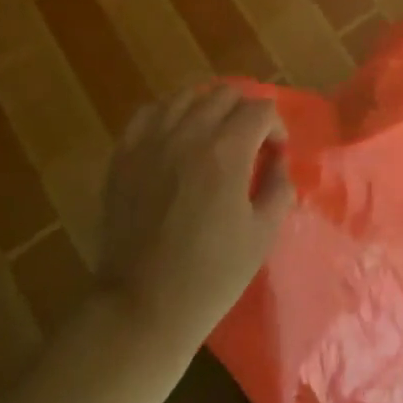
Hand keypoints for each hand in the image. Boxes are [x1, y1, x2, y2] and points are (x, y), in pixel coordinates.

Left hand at [95, 84, 293, 347]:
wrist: (142, 308)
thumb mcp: (262, 235)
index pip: (261, 109)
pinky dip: (168, 114)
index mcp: (227, 151)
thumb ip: (279, 187)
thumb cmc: (210, 277)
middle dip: (245, 112)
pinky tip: (175, 135)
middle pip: (226, 93)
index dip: (276, 127)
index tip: (275, 154)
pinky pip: (150, 112)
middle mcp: (189, 133)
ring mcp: (152, 141)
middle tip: (249, 143)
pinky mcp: (124, 155)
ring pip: (187, 95)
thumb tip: (277, 162)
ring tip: (212, 135)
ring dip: (208, 108)